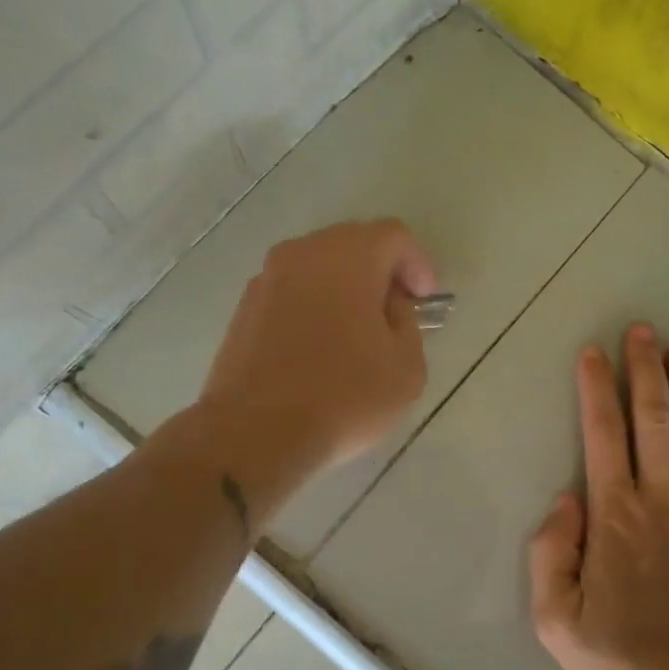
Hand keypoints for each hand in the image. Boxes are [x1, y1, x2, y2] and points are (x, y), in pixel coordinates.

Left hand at [192, 219, 436, 499]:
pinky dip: (313, 306)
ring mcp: (266, 280)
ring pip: (317, 268)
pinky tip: (320, 348)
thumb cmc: (344, 396)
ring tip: (358, 333)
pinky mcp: (243, 310)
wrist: (255, 433)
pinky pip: (291, 293)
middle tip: (396, 312)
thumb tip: (388, 308)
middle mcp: (302, 254)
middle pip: (352, 244)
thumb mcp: (407, 367)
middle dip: (380, 272)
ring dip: (344, 289)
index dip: (417, 264)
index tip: (425, 300)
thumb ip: (408, 324)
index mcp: (348, 257)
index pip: (393, 236)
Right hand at [529, 323, 668, 669]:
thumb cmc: (621, 653)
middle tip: (642, 331)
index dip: (597, 388)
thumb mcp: (556, 619)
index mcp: (616, 515)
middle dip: (646, 370)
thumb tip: (566, 499)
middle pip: (655, 419)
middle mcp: (662, 499)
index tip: (593, 353)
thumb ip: (550, 554)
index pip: (603, 434)